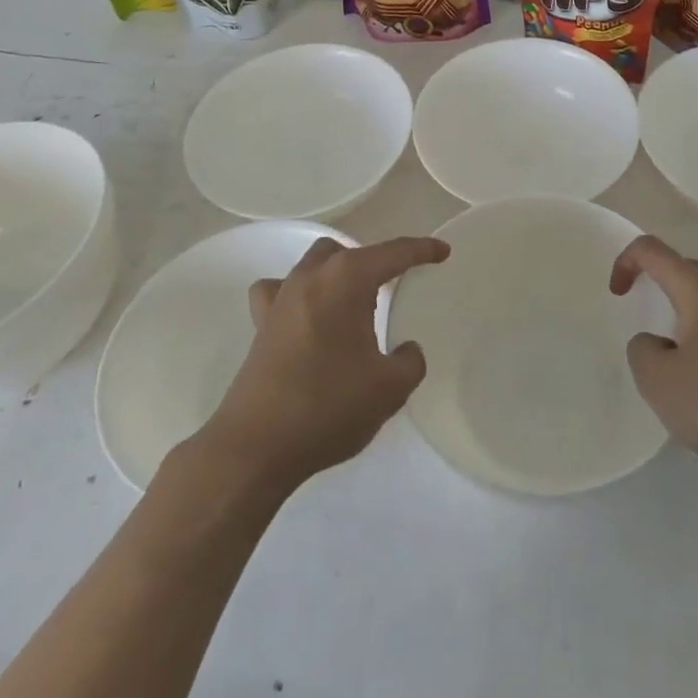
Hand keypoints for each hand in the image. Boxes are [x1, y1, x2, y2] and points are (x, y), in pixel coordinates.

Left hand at [195, 235, 448, 491]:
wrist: (255, 447)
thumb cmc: (328, 407)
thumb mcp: (389, 389)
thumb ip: (410, 362)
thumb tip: (406, 349)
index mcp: (347, 279)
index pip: (394, 253)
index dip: (422, 250)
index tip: (443, 251)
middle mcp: (313, 276)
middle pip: (349, 251)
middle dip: (374, 263)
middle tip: (393, 290)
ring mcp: (281, 297)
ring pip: (315, 264)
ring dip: (337, 274)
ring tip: (353, 304)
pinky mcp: (261, 324)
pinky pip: (280, 291)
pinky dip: (298, 295)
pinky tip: (306, 316)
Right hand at [611, 235, 697, 496]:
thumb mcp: (660, 385)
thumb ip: (642, 350)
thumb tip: (657, 342)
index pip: (652, 250)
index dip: (626, 263)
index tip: (619, 294)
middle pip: (685, 270)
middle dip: (661, 291)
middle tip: (653, 335)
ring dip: (692, 315)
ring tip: (686, 359)